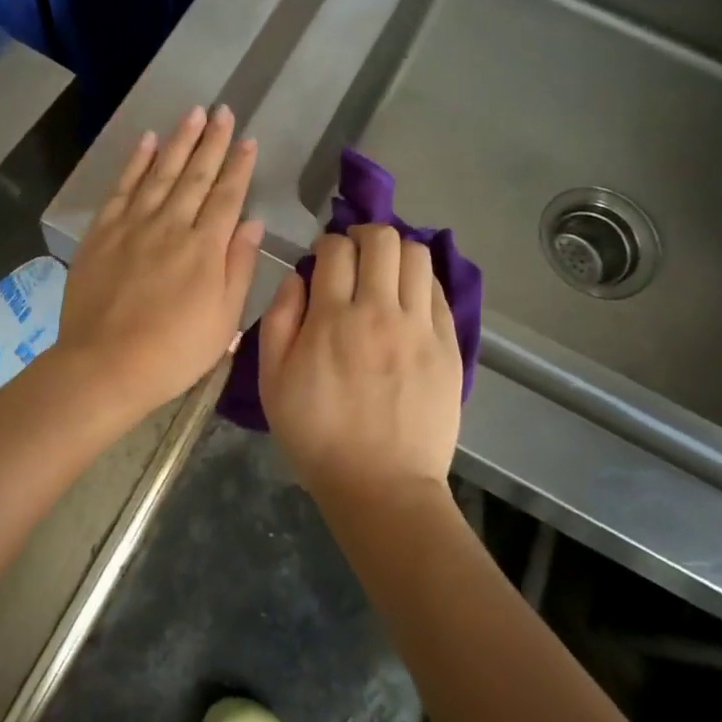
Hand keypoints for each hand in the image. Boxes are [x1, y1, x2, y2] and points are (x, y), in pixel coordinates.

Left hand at [56, 106, 262, 417]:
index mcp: (205, 247)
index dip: (239, 166)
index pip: (227, 196)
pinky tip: (146, 141)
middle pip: (195, 175)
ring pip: (160, 172)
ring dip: (178, 141)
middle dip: (212, 141)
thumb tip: (252, 223)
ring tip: (193, 113)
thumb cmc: (174, 352)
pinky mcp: (102, 232)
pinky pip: (122, 187)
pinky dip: (135, 162)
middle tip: (223, 111)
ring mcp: (133, 225)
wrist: (105, 365)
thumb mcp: (224, 319)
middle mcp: (171, 225)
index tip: (248, 140)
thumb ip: (238, 266)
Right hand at [258, 225, 461, 503]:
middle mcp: (380, 311)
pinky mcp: (449, 347)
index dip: (326, 244)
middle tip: (355, 255)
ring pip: (418, 257)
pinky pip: (439, 292)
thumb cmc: (316, 436)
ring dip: (397, 253)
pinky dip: (421, 283)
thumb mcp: (272, 382)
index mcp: (332, 319)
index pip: (335, 249)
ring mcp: (420, 328)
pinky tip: (408, 300)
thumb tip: (296, 278)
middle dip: (364, 235)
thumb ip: (278, 320)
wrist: (381, 485)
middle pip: (383, 240)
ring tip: (385, 273)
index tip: (322, 258)